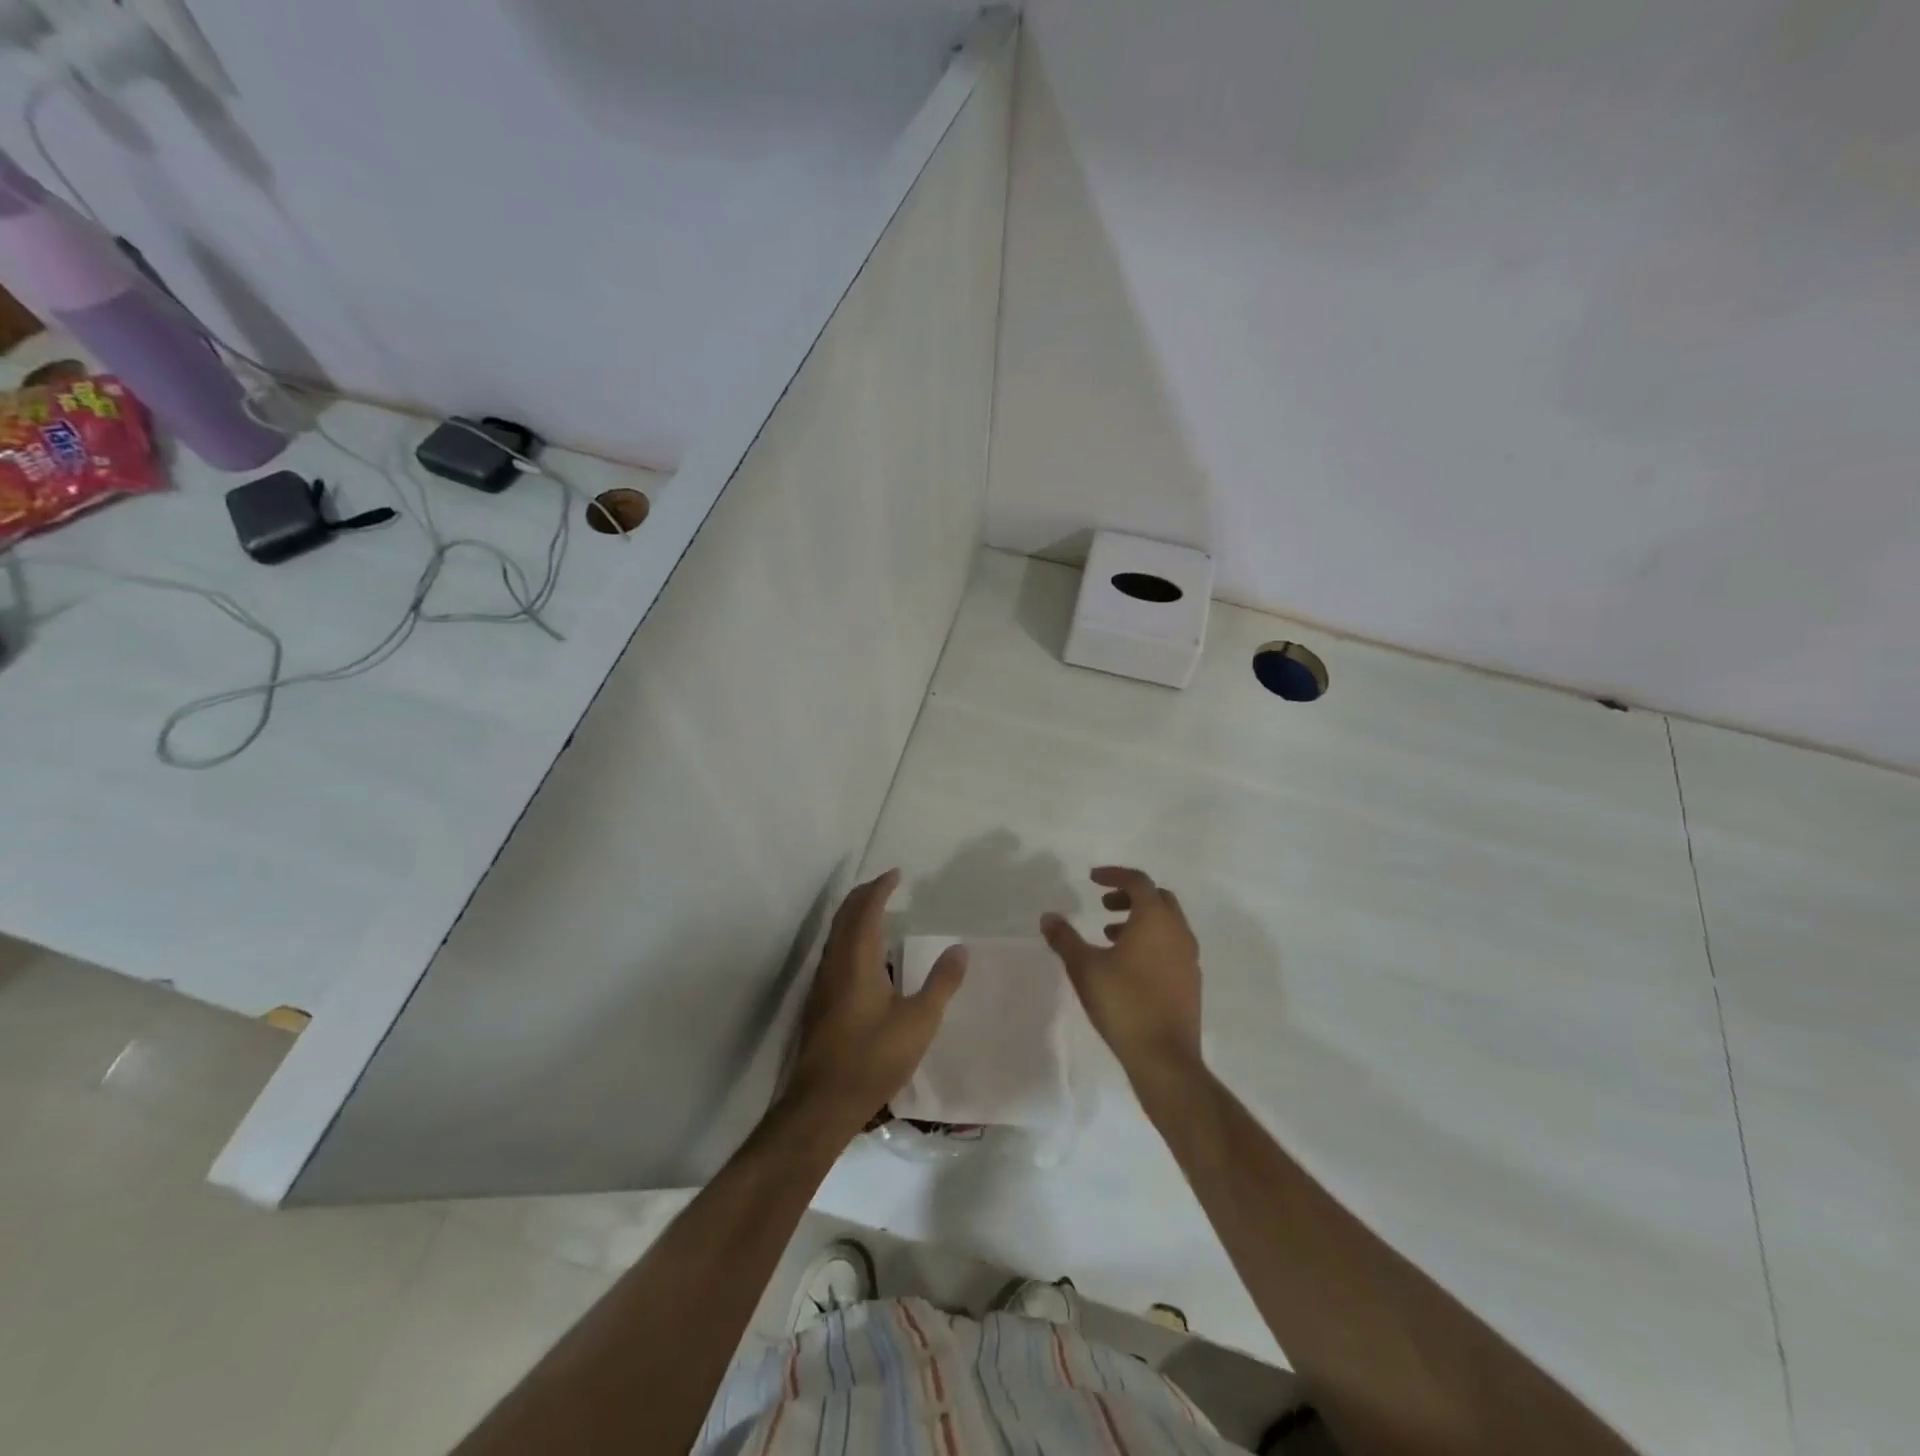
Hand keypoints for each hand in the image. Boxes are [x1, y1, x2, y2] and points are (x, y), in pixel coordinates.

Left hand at [785, 869, 967, 1135]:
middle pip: (845, 915)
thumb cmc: (874, 1057)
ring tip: (875, 911)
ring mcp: (822, 983)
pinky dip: (849, 936)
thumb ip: (941, 982)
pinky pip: (833, 951)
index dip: (880, 888)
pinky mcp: (818, 1002)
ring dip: (854, 915)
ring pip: (835, 933)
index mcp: (858, 960)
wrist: (823, 1102)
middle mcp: (835, 963)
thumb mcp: (920, 1021)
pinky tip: (864, 955)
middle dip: (863, 895)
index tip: (896, 874)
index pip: (866, 910)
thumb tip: (960, 948)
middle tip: (885, 884)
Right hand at [1042, 867, 1202, 1082]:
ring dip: (1140, 920)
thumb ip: (1065, 938)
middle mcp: (1178, 931)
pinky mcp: (1191, 981)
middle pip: (1158, 898)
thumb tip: (1048, 917)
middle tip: (1104, 905)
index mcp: (1155, 919)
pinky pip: (1172, 946)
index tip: (1093, 879)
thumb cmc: (1123, 1003)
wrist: (1164, 1057)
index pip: (1138, 881)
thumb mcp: (1084, 968)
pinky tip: (1129, 965)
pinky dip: (1151, 941)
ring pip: (1167, 924)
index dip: (1114, 875)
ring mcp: (1189, 957)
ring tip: (1110, 935)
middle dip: (1130, 896)